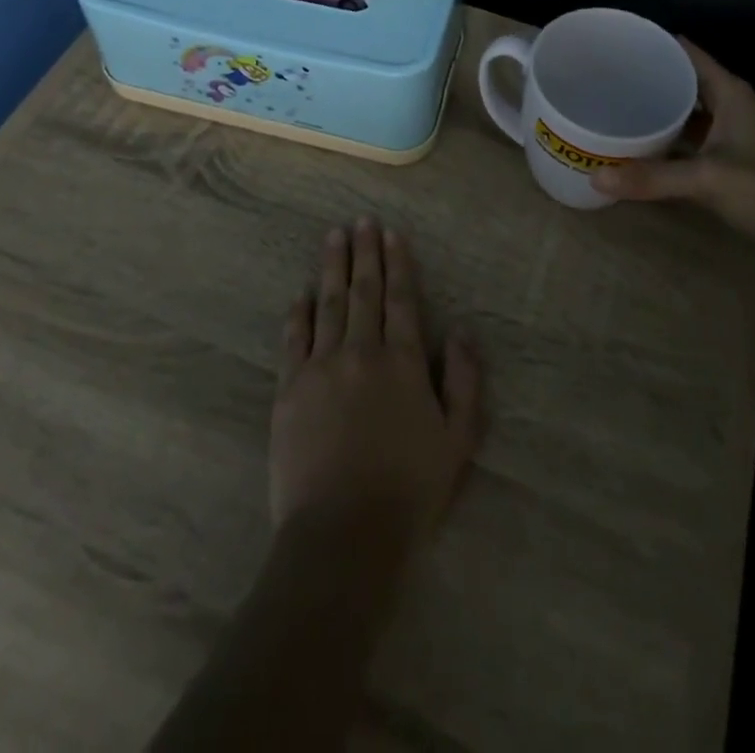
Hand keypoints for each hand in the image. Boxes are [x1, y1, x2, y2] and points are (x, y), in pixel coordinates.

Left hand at [270, 220, 483, 556]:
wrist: (343, 534)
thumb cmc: (409, 490)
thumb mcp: (458, 441)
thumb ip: (465, 381)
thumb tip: (462, 332)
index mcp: (402, 362)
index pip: (400, 299)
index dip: (397, 263)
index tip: (391, 233)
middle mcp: (360, 352)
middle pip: (363, 291)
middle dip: (363, 253)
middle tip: (360, 220)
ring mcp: (320, 368)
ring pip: (328, 304)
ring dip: (332, 268)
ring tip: (333, 237)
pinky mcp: (289, 390)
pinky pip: (294, 339)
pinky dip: (298, 313)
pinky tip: (301, 294)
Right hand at [594, 39, 754, 259]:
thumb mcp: (709, 179)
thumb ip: (653, 178)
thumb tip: (595, 178)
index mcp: (729, 93)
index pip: (687, 53)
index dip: (654, 44)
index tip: (616, 42)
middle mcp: (729, 107)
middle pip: (682, 82)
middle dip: (647, 78)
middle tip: (601, 77)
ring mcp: (729, 136)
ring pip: (685, 114)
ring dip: (655, 112)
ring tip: (611, 107)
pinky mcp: (728, 163)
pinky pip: (688, 143)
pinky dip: (665, 143)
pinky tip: (638, 148)